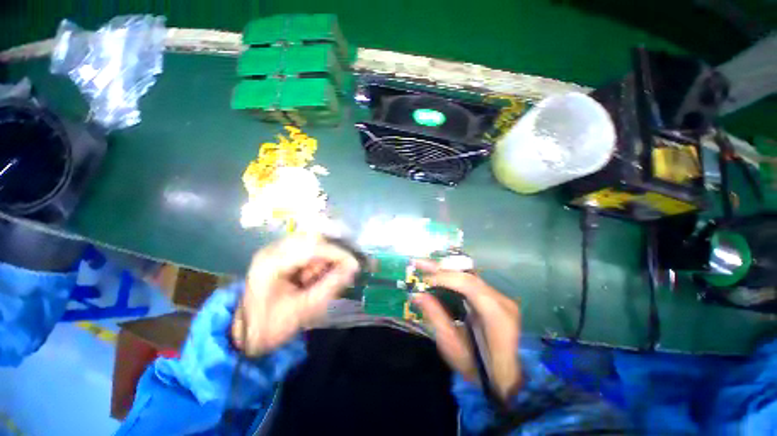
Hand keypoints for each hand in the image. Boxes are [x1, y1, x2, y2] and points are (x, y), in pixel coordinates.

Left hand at [232, 234, 359, 356]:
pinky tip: (311, 278)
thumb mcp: (304, 309)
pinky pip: (306, 250)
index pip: (312, 247)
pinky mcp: (280, 255)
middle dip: (330, 256)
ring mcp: (275, 250)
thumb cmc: (271, 326)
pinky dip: (316, 262)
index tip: (354, 265)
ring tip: (318, 280)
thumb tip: (353, 267)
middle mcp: (273, 250)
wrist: (245, 335)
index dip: (337, 253)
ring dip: (322, 260)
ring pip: (311, 243)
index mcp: (272, 263)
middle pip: (312, 240)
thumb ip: (330, 286)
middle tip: (339, 273)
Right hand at [412, 259, 520, 399]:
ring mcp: (501, 297)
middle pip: (468, 275)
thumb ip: (436, 317)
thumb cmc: (479, 368)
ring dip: (445, 270)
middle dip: (441, 268)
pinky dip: (452, 277)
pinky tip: (439, 274)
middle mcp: (501, 300)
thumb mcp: (453, 346)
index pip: (468, 284)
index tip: (423, 279)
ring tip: (424, 265)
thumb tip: (417, 295)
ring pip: (469, 276)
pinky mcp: (495, 298)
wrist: (505, 378)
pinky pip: (471, 282)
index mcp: (496, 314)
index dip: (444, 277)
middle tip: (418, 262)